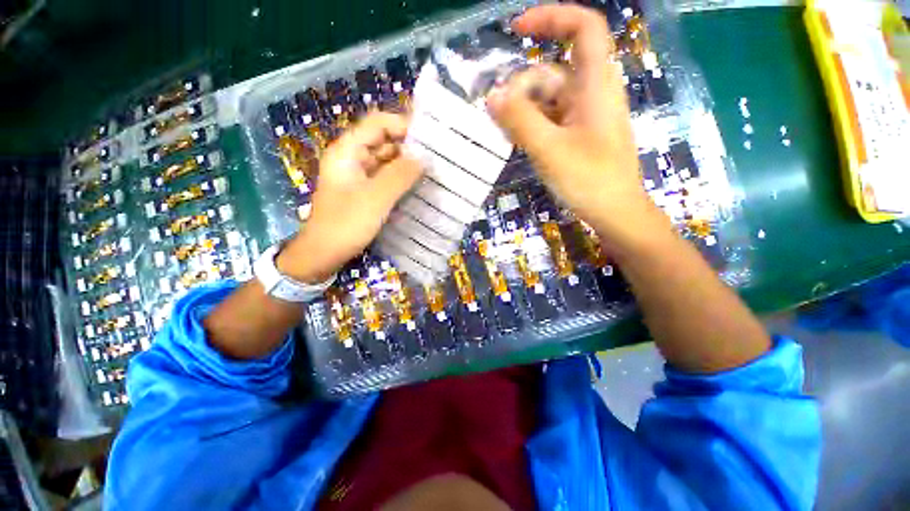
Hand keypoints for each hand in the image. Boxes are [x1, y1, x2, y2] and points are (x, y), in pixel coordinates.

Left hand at [277, 112, 422, 282]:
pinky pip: (386, 178)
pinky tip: (418, 184)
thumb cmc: (345, 225)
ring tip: (432, 169)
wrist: (323, 254)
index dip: (402, 125)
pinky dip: (401, 179)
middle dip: (409, 146)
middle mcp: (352, 158)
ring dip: (407, 163)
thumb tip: (424, 158)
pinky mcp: (364, 191)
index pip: (377, 123)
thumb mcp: (375, 199)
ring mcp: (358, 176)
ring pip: (386, 161)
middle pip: (383, 141)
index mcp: (347, 151)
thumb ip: (400, 175)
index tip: (429, 138)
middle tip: (436, 156)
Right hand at [487, 5, 668, 247]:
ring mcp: (584, 116)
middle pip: (553, 70)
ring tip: (502, 130)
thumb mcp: (550, 150)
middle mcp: (591, 94)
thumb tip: (492, 96)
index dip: (552, 18)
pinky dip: (532, 124)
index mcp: (595, 85)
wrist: (614, 212)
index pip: (583, 28)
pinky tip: (517, 139)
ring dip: (524, 108)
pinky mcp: (578, 135)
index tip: (517, 31)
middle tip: (498, 114)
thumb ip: (520, 121)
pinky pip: (550, 118)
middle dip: (523, 86)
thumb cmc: (589, 180)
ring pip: (549, 98)